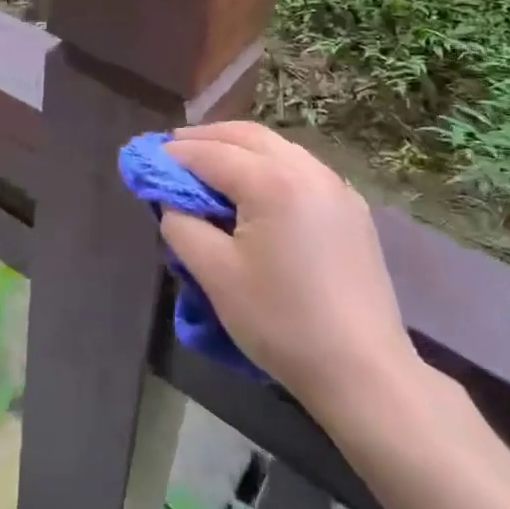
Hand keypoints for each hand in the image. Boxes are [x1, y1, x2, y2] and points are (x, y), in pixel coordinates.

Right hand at [162, 122, 424, 418]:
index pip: (210, 153)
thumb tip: (171, 201)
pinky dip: (269, 164)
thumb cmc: (281, 323)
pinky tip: (256, 186)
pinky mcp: (352, 208)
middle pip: (246, 136)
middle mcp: (306, 169)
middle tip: (174, 149)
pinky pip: (300, 168)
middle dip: (206, 138)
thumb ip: (182, 226)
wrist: (364, 372)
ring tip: (210, 163)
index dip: (174, 154)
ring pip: (277, 148)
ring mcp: (335, 186)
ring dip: (239, 147)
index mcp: (272, 181)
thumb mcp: (215, 275)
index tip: (146, 158)